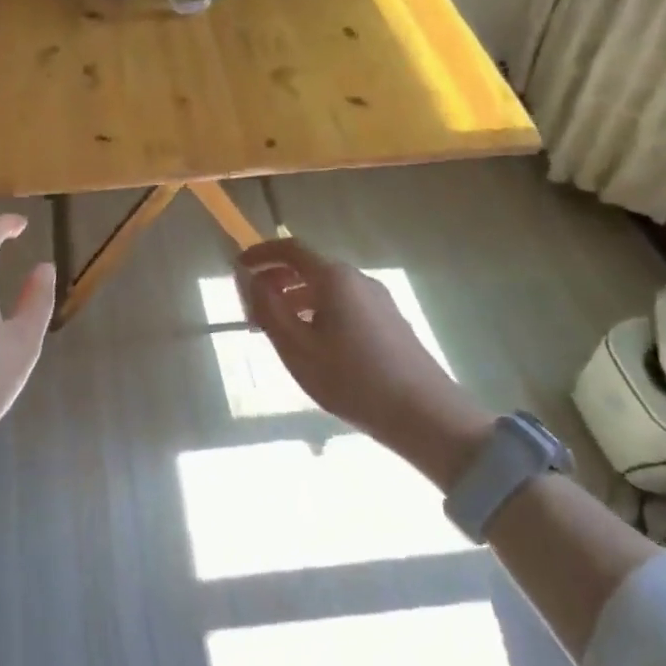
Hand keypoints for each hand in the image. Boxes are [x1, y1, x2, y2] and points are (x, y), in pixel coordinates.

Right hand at [236, 238, 490, 483]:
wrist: (427, 416)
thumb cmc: (353, 380)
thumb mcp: (297, 348)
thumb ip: (268, 309)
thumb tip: (252, 280)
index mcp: (334, 278)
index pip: (290, 249)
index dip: (261, 253)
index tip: (238, 267)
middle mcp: (357, 279)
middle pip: (308, 267)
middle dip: (276, 281)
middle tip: (252, 308)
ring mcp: (378, 299)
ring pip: (326, 289)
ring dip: (295, 299)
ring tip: (276, 331)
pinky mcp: (390, 321)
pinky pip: (344, 304)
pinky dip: (318, 311)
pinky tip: (313, 344)